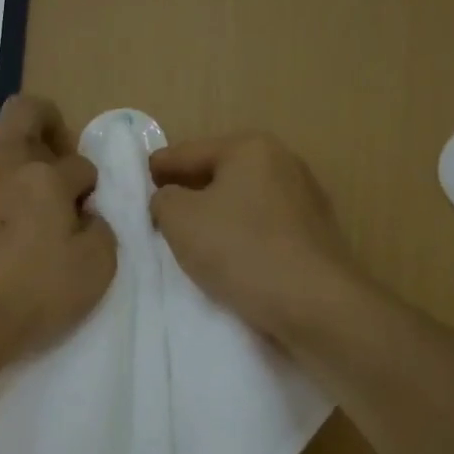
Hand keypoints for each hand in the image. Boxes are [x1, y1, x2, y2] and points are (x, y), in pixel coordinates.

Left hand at [0, 95, 116, 362]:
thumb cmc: (35, 294)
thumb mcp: (96, 268)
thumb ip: (101, 231)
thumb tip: (87, 216)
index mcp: (46, 178)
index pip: (80, 165)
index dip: (91, 186)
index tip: (88, 211)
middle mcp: (4, 166)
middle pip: (23, 111)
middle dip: (47, 120)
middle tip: (57, 151)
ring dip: (1, 143)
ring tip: (14, 175)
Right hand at [150, 133, 362, 346]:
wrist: (315, 304)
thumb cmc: (241, 250)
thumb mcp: (180, 220)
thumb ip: (163, 200)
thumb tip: (170, 199)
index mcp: (250, 148)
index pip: (188, 152)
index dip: (158, 168)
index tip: (137, 184)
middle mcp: (283, 163)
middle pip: (219, 174)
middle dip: (190, 192)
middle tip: (160, 215)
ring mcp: (305, 199)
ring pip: (243, 202)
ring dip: (217, 217)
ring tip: (192, 242)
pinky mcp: (315, 235)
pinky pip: (264, 228)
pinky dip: (242, 237)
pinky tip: (230, 260)